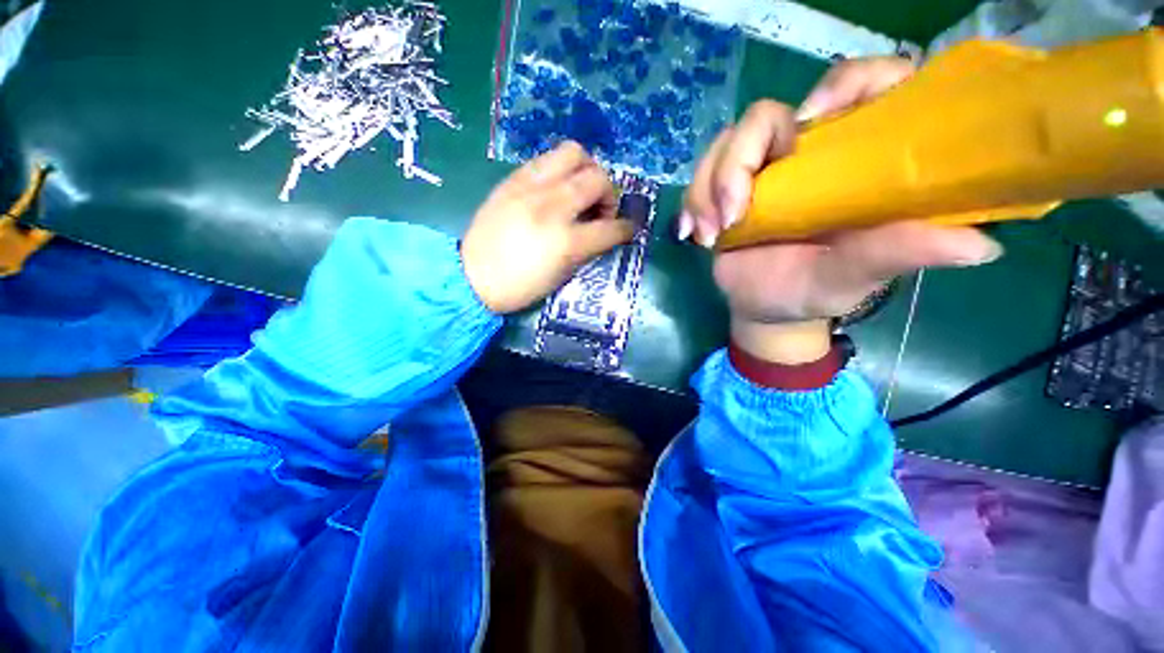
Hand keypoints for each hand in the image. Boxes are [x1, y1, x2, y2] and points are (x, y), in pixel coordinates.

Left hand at [462, 142, 633, 313]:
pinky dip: (560, 169)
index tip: (628, 230)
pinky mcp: (512, 179)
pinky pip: (546, 158)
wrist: (472, 276)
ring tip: (579, 190)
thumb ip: (586, 250)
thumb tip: (602, 232)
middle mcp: (552, 207)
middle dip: (609, 194)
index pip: (610, 228)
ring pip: (573, 153)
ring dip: (587, 170)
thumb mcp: (561, 276)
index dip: (626, 229)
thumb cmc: (520, 286)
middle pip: (597, 178)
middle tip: (599, 210)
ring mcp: (530, 188)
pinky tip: (555, 188)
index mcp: (566, 242)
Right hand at [681, 57, 1002, 362]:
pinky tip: (694, 235)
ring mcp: (760, 170)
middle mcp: (806, 154)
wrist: (766, 308)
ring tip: (711, 236)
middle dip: (740, 160)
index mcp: (854, 160)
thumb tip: (978, 245)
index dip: (844, 84)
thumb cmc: (815, 291)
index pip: (863, 85)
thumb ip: (898, 253)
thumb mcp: (855, 276)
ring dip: (709, 187)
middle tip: (734, 214)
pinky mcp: (725, 189)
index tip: (812, 125)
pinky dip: (692, 203)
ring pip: (725, 145)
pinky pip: (700, 175)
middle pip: (767, 115)